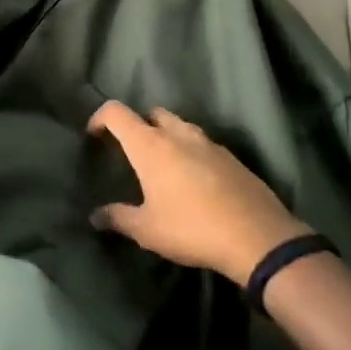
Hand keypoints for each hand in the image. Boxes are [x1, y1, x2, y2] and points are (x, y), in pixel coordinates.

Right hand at [87, 101, 310, 283]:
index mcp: (150, 145)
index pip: (117, 113)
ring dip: (167, 136)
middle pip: (151, 113)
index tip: (94, 136)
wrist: (257, 237)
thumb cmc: (191, 228)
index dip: (100, 118)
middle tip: (131, 152)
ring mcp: (208, 143)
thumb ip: (118, 218)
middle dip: (138, 125)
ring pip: (180, 125)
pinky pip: (203, 144)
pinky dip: (191, 152)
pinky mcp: (231, 157)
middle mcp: (178, 134)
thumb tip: (95, 216)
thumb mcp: (147, 230)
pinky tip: (194, 179)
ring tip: (163, 165)